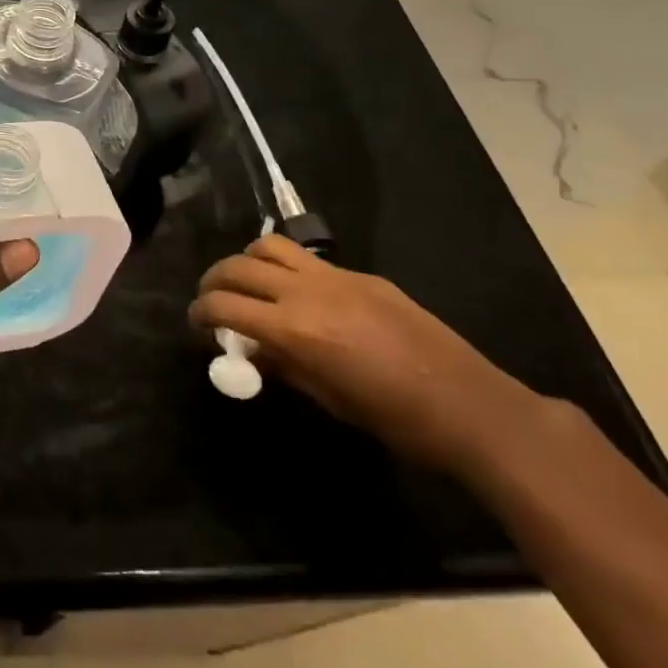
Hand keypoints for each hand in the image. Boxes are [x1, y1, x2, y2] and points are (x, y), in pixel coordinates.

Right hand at [191, 234, 544, 475]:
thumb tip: (250, 349)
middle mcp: (305, 292)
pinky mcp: (359, 274)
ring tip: (246, 284)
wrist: (471, 406)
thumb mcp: (328, 400)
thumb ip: (282, 366)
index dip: (200, 312)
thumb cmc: (395, 420)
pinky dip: (284, 266)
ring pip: (268, 246)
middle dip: (212, 281)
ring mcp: (334, 276)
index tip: (195, 323)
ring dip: (246, 261)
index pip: (224, 305)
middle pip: (237, 267)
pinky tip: (295, 291)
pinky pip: (306, 257)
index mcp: (294, 330)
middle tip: (210, 300)